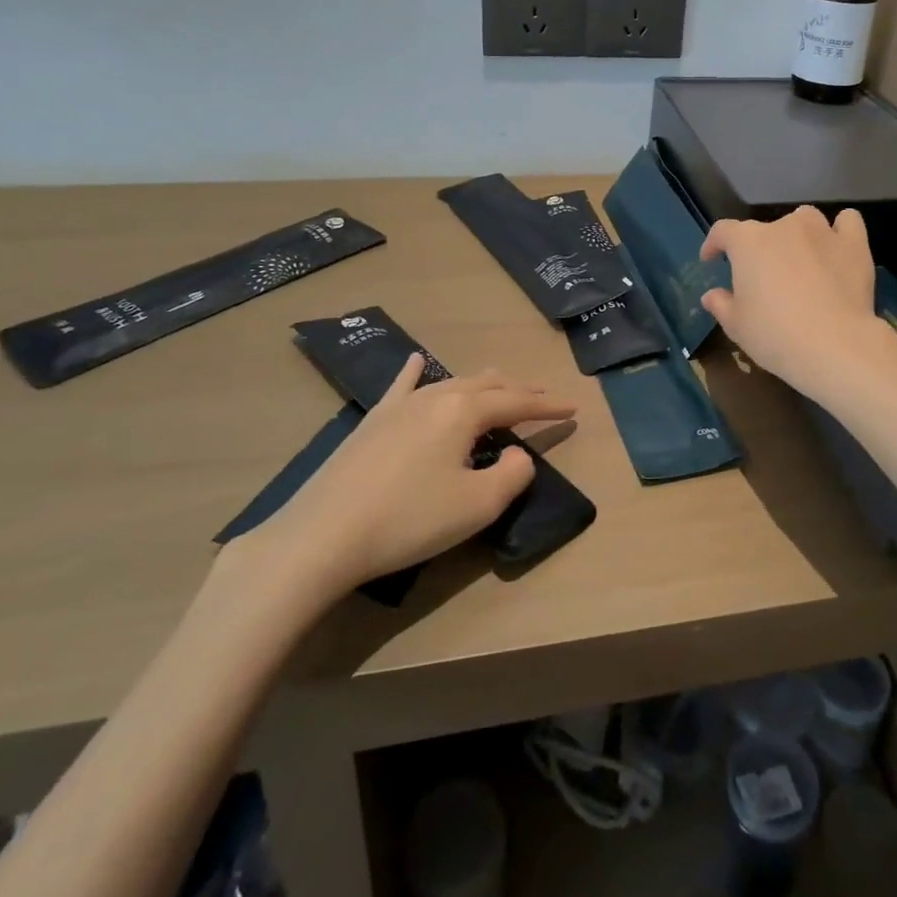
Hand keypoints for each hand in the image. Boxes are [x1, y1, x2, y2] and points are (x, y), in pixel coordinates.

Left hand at [221, 356, 573, 623]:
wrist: (323, 536)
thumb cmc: (408, 520)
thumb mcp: (477, 505)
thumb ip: (513, 474)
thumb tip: (520, 456)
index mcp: (465, 411)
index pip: (517, 402)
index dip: (547, 407)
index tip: (573, 409)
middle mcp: (436, 396)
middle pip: (487, 385)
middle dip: (519, 391)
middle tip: (542, 398)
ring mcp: (400, 406)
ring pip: (451, 382)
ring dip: (482, 384)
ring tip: (500, 384)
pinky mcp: (372, 422)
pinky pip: (402, 386)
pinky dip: (415, 372)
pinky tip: (416, 360)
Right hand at [699, 206, 896, 399]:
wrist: (834, 346)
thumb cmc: (775, 334)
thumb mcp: (737, 326)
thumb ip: (721, 305)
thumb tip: (712, 295)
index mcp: (748, 242)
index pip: (723, 231)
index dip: (714, 243)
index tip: (711, 259)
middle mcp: (784, 226)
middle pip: (766, 229)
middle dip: (760, 249)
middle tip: (764, 279)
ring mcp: (822, 231)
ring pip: (805, 219)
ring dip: (798, 234)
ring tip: (801, 260)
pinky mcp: (854, 244)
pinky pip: (847, 222)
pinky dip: (840, 230)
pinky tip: (837, 246)